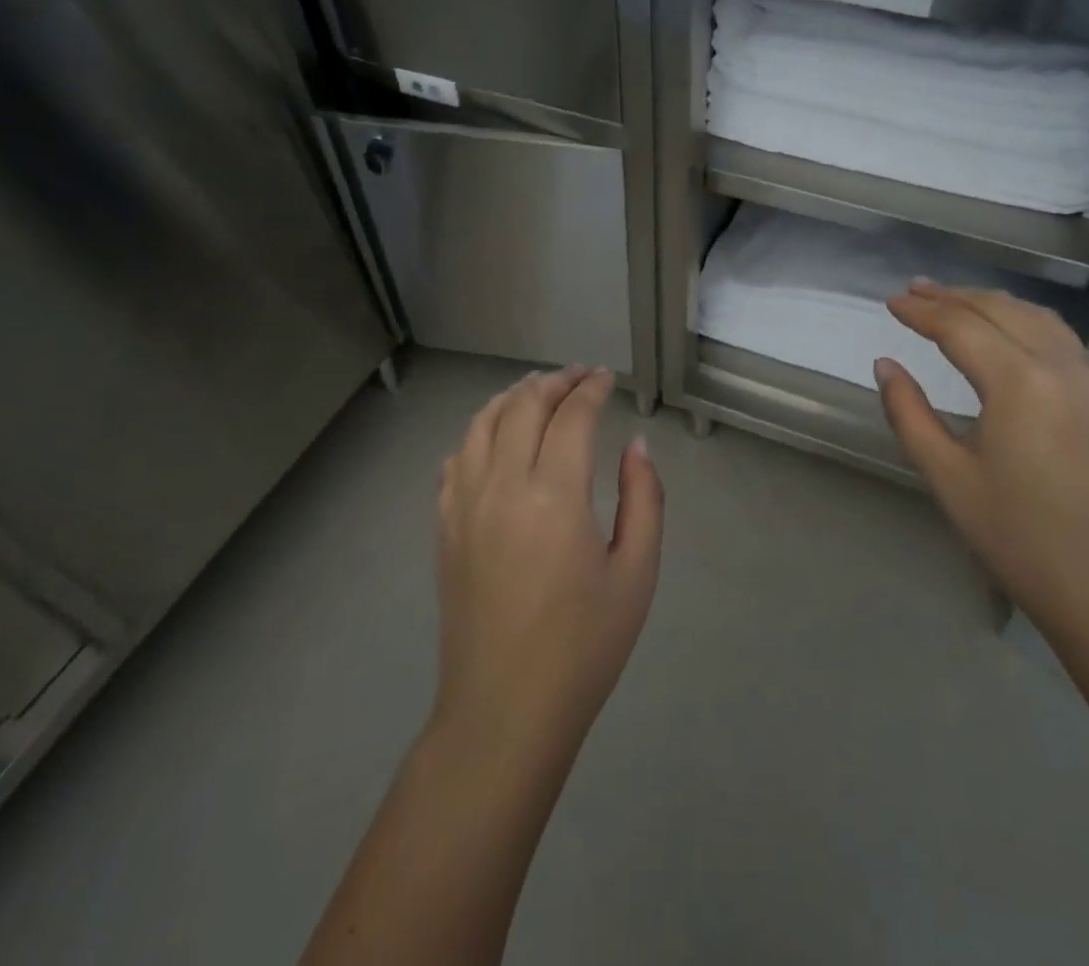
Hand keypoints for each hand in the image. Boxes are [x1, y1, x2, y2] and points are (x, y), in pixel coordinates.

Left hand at [433, 368, 663, 756]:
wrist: (504, 711)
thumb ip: (643, 499)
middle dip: (555, 382)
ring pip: (481, 423)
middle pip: (523, 406)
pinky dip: (478, 433)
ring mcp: (464, 505)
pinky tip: (494, 438)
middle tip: (580, 377)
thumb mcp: (636, 573)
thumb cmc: (582, 647)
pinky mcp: (445, 528)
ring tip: (537, 391)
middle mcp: (502, 485)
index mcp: (554, 495)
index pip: (571, 415)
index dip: (592, 388)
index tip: (608, 379)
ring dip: (512, 397)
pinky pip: (456, 459)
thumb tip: (635, 446)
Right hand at [874, 281, 1088, 649]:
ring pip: (1038, 319)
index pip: (961, 327)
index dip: (922, 312)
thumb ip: (909, 414)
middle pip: (1001, 310)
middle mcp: (1062, 367)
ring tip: (957, 301)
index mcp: (1020, 383)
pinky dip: (1027, 322)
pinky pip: (1064, 341)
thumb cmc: (1019, 538)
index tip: (890, 303)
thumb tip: (885, 366)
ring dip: (993, 303)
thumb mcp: (948, 477)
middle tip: (915, 291)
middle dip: (954, 297)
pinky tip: (1011, 334)